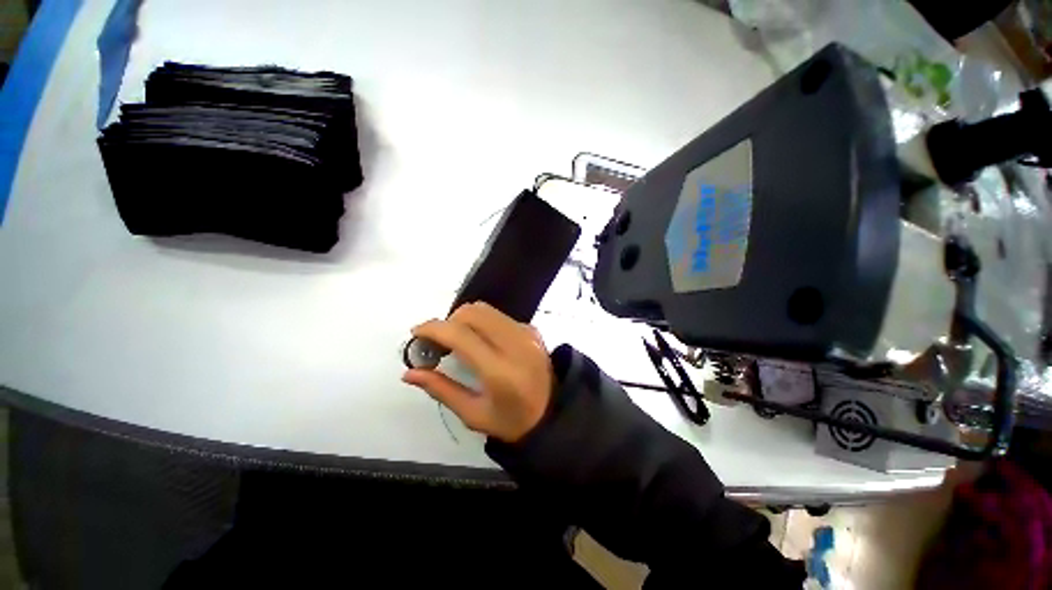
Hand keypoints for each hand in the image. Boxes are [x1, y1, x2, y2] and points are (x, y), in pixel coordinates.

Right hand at [403, 302, 552, 442]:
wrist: (554, 413)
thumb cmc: (512, 421)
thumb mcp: (474, 414)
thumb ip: (441, 389)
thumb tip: (409, 373)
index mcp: (499, 369)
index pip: (461, 334)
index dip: (433, 328)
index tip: (416, 333)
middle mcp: (515, 343)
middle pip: (473, 313)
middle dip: (448, 322)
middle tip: (439, 343)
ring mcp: (526, 333)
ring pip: (486, 309)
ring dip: (464, 320)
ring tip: (457, 341)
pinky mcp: (532, 329)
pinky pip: (499, 316)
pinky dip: (482, 323)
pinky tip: (481, 342)